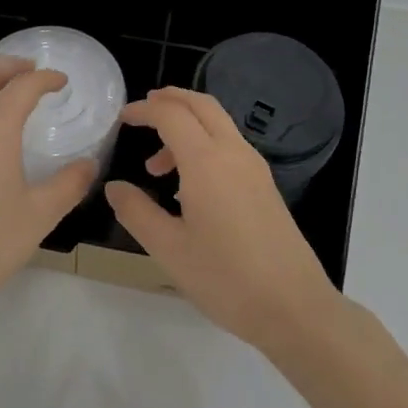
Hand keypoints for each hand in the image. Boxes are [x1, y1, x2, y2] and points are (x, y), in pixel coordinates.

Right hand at [105, 87, 339, 351]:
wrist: (293, 307)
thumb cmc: (225, 278)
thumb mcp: (168, 248)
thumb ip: (136, 212)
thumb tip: (114, 188)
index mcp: (207, 162)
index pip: (172, 115)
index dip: (144, 110)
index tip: (122, 118)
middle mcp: (234, 154)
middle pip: (202, 105)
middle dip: (171, 100)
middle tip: (143, 110)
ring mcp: (255, 169)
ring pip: (219, 125)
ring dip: (187, 127)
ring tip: (157, 166)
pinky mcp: (266, 187)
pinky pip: (230, 147)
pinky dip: (205, 145)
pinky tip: (189, 186)